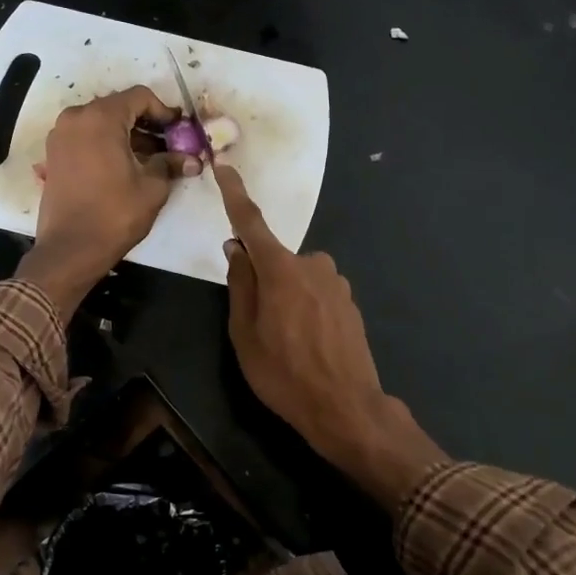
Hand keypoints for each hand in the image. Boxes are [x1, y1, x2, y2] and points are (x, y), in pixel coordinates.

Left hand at [18, 86, 198, 317]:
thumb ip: (171, 164)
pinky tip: (125, 166)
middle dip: (146, 123)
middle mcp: (76, 118)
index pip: (139, 97)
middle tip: (170, 144)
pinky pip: (86, 137)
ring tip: (151, 159)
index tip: (179, 130)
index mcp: (101, 118)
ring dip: (127, 134)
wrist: (70, 249)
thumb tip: (192, 160)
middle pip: (119, 107)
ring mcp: (61, 136)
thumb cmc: (114, 214)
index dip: (164, 111)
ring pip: (101, 123)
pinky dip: (107, 144)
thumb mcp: (152, 188)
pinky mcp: (54, 155)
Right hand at [214, 165, 443, 506]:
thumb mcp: (244, 334)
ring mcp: (336, 282)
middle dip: (262, 281)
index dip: (235, 195)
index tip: (225, 167)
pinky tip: (309, 344)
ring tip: (287, 343)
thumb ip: (240, 285)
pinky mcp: (350, 301)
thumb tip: (236, 249)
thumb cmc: (284, 374)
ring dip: (286, 298)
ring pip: (297, 278)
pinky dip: (306, 309)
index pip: (251, 223)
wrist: (346, 407)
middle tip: (258, 326)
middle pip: (275, 260)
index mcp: (281, 269)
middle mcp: (312, 264)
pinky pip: (317, 293)